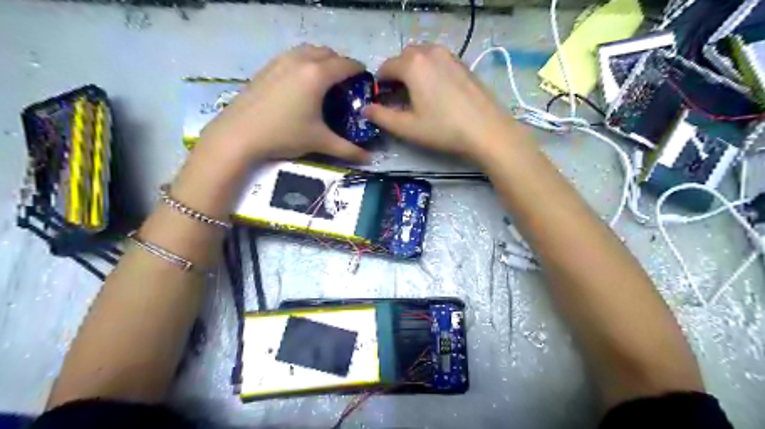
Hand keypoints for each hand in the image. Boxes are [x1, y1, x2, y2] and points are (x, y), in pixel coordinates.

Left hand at [198, 44, 371, 162]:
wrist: (239, 134)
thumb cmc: (284, 135)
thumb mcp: (320, 142)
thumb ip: (348, 150)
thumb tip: (369, 159)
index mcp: (317, 75)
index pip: (345, 64)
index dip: (359, 70)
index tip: (365, 80)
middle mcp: (300, 61)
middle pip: (327, 52)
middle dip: (340, 63)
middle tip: (345, 83)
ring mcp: (280, 61)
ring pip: (308, 50)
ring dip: (321, 59)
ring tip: (324, 80)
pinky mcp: (266, 67)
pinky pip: (292, 56)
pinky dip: (304, 62)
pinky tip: (300, 83)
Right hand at [362, 44, 515, 162]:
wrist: (486, 130)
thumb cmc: (443, 129)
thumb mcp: (407, 127)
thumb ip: (381, 116)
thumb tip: (365, 109)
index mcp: (413, 64)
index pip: (386, 67)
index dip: (380, 84)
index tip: (382, 100)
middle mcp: (430, 52)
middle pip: (404, 57)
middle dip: (397, 74)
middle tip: (399, 98)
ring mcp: (450, 56)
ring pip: (423, 56)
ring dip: (414, 71)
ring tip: (418, 95)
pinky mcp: (463, 64)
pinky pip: (439, 61)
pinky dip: (431, 71)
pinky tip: (437, 93)